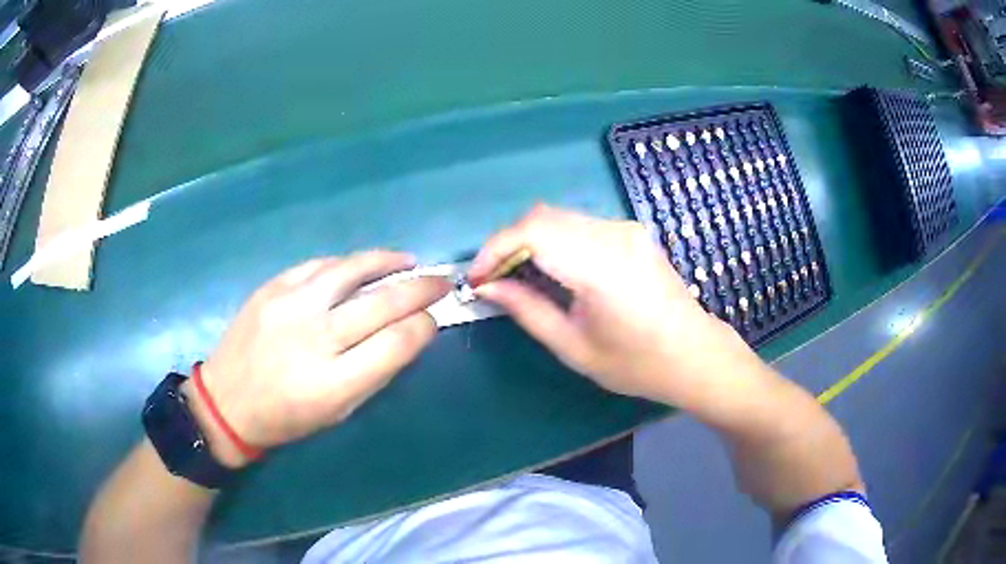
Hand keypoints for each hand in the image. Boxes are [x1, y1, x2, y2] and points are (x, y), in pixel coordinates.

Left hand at [186, 251, 449, 467]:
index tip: (433, 321)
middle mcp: (314, 337)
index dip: (424, 327)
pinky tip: (362, 265)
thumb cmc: (286, 418)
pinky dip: (348, 264)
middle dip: (421, 289)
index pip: (396, 343)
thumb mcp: (338, 412)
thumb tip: (407, 334)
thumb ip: (375, 373)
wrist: (226, 401)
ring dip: (388, 262)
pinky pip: (320, 265)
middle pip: (381, 303)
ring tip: (409, 261)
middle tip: (441, 282)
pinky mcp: (272, 287)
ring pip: (351, 270)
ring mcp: (290, 305)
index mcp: (333, 382)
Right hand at [469, 205, 765, 408]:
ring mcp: (626, 228)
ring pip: (559, 217)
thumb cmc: (637, 364)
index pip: (532, 232)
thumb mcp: (574, 347)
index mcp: (602, 266)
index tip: (477, 279)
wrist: (695, 354)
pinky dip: (553, 240)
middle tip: (493, 280)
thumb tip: (487, 287)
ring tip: (517, 276)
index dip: (495, 249)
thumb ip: (526, 310)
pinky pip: (578, 224)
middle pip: (542, 216)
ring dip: (529, 240)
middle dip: (507, 243)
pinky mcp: (631, 231)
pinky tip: (550, 269)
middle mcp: (614, 234)